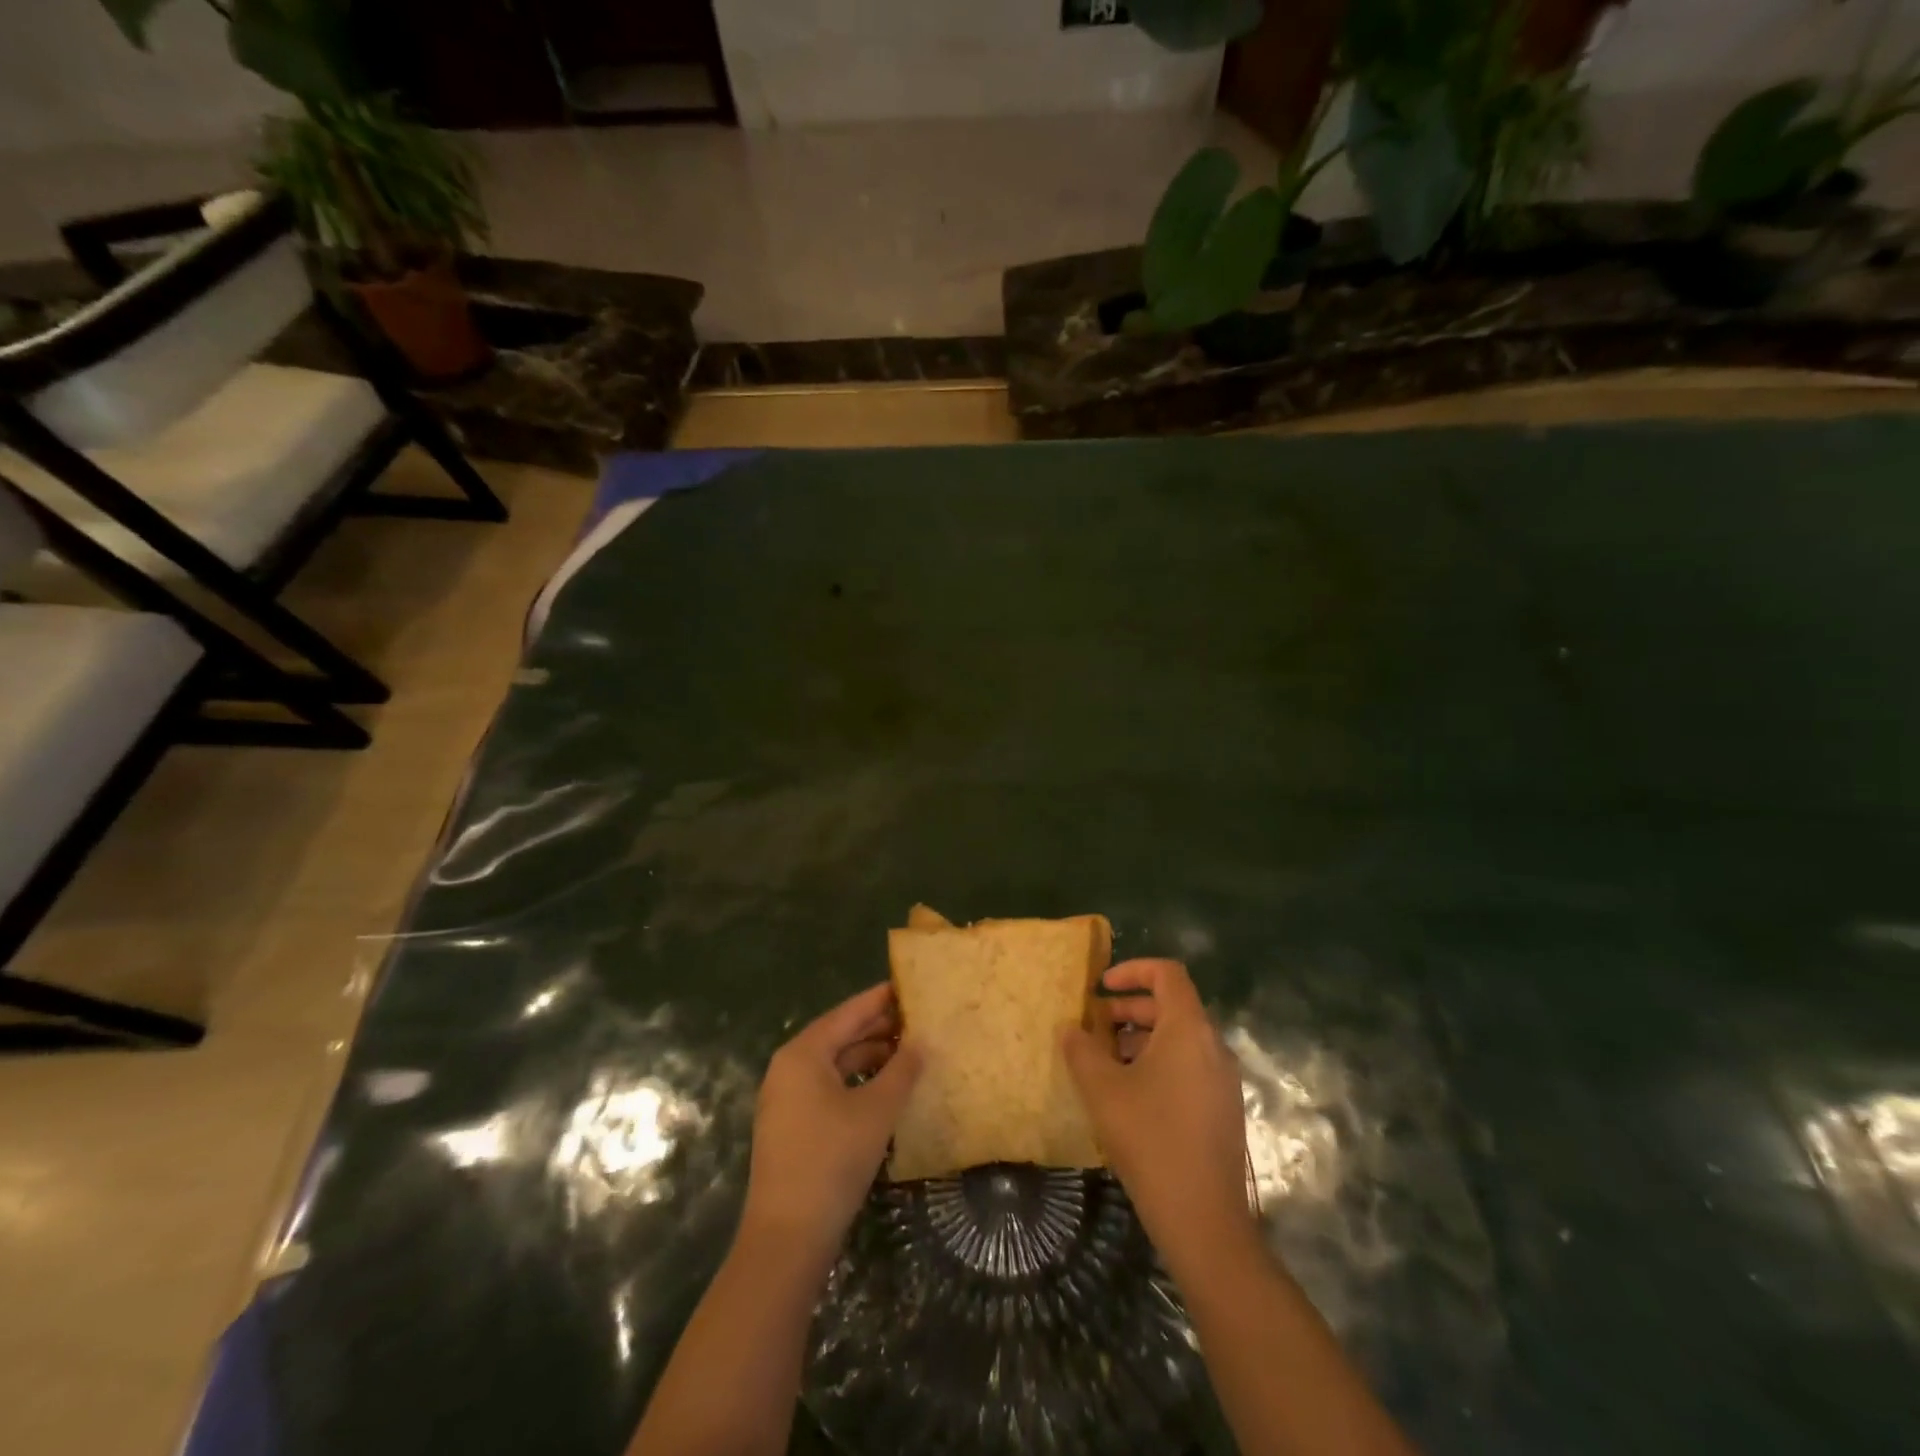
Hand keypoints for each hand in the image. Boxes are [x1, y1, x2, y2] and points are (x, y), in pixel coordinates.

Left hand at [740, 983, 921, 1272]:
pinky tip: (886, 1089)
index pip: (848, 1013)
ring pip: (835, 1064)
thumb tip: (922, 1041)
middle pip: (840, 1036)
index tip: (911, 985)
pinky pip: (829, 1088)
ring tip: (910, 1052)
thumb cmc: (832, 1160)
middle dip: (879, 1028)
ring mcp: (787, 1098)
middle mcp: (789, 1067)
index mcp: (803, 1053)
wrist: (787, 1237)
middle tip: (919, 1019)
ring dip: (871, 1057)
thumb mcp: (876, 1111)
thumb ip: (902, 1070)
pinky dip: (857, 1082)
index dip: (881, 999)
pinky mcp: (792, 1126)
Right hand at [1061, 959, 1255, 1277]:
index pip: (1167, 973)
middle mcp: (1213, 1046)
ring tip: (1105, 1062)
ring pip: (1179, 1039)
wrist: (1204, 1220)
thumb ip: (1081, 1050)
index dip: (1133, 970)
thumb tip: (1069, 1028)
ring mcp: (1222, 1079)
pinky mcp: (1222, 1108)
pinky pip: (1188, 1065)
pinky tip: (1129, 1095)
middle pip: (1171, 1006)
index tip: (1101, 987)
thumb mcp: (1103, 1090)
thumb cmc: (1151, 1140)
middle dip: (1129, 1010)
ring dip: (1140, 1038)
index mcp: (1189, 1030)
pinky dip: (1157, 1062)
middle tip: (1094, 1027)